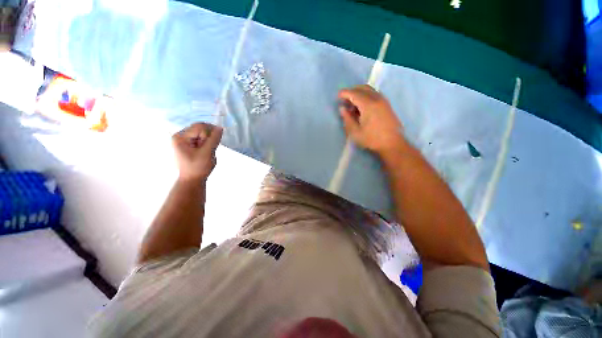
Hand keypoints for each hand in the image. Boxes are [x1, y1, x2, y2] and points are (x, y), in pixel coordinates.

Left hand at [172, 123, 222, 182]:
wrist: (192, 181)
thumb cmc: (197, 168)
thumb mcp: (207, 153)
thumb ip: (214, 139)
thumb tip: (220, 128)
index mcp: (180, 137)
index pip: (199, 127)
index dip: (210, 133)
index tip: (214, 144)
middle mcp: (180, 136)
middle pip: (200, 129)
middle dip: (209, 139)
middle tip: (210, 150)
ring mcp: (184, 141)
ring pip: (203, 135)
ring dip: (209, 143)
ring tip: (208, 153)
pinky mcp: (189, 145)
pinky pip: (202, 140)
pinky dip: (207, 145)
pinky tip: (206, 153)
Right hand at [338, 85, 404, 155]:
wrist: (392, 144)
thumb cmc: (372, 139)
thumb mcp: (355, 132)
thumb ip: (347, 119)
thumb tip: (342, 108)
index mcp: (368, 105)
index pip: (354, 94)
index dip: (345, 93)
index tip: (338, 96)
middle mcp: (377, 99)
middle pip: (363, 88)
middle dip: (352, 91)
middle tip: (344, 100)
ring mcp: (383, 101)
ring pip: (370, 90)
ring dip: (359, 93)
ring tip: (352, 105)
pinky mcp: (387, 105)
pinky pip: (374, 94)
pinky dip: (366, 96)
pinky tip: (362, 107)